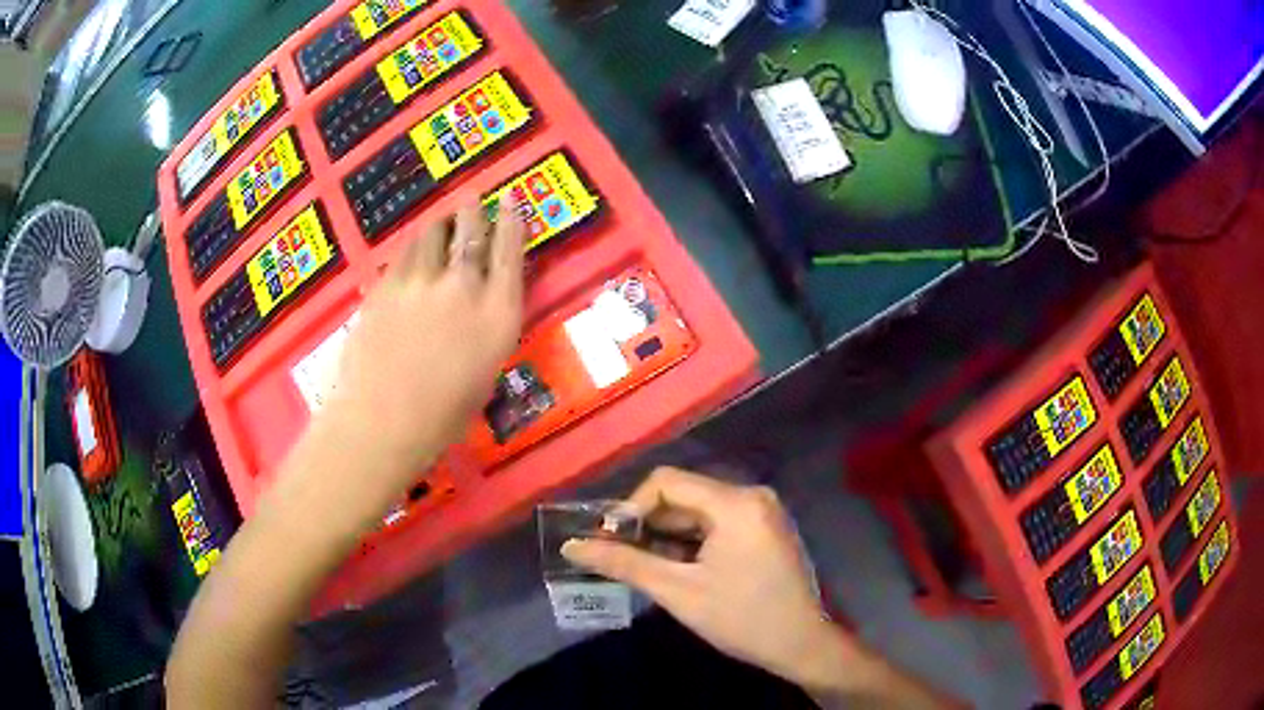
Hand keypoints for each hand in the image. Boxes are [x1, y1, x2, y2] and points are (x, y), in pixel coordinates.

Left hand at [318, 197, 524, 482]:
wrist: (382, 422)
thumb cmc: (441, 418)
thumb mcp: (482, 374)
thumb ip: (484, 331)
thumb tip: (477, 312)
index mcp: (498, 315)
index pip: (510, 254)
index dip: (512, 223)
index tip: (511, 202)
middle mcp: (463, 287)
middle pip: (472, 233)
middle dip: (474, 210)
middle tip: (474, 198)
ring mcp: (420, 281)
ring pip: (432, 234)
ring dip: (440, 222)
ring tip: (442, 216)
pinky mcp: (385, 285)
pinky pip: (402, 254)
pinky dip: (412, 245)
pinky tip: (412, 246)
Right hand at [561, 467, 835, 684]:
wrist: (801, 644)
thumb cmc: (741, 618)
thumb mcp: (678, 592)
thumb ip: (624, 563)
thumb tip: (572, 547)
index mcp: (736, 503)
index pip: (667, 482)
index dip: (631, 507)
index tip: (612, 541)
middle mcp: (752, 495)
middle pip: (684, 495)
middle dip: (649, 524)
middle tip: (622, 557)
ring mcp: (763, 512)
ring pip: (699, 511)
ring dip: (668, 535)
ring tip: (646, 566)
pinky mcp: (766, 528)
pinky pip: (719, 523)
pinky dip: (692, 541)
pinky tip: (678, 568)